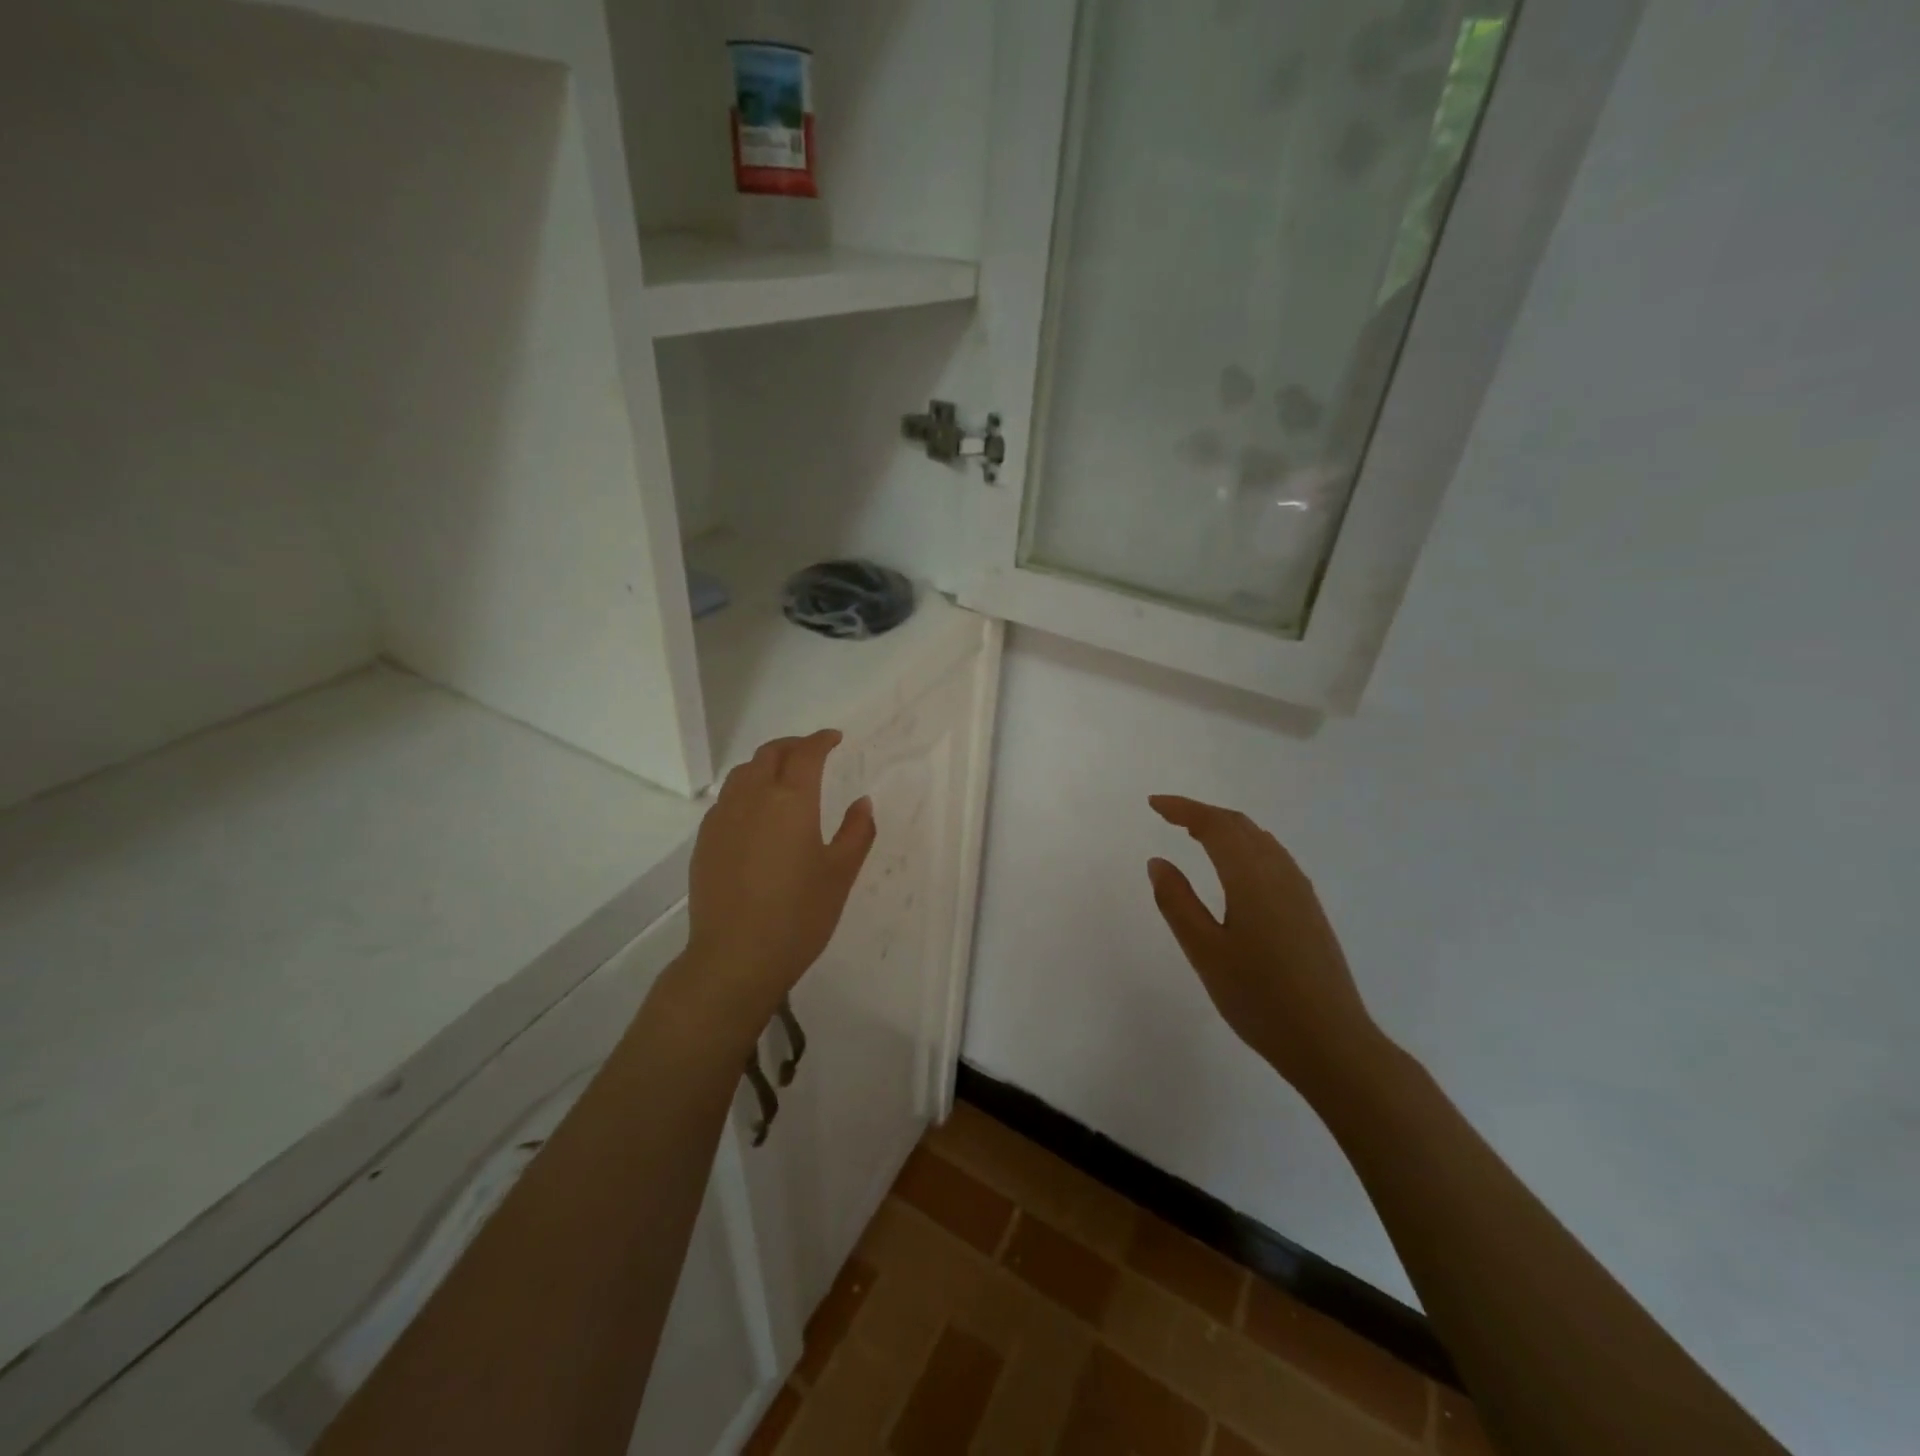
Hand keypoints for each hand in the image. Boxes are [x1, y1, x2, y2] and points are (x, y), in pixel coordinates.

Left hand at [680, 730, 875, 1034]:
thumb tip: (862, 802)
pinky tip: (756, 814)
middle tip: (812, 752)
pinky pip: (727, 799)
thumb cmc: (799, 915)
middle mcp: (753, 798)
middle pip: (770, 754)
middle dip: (793, 746)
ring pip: (743, 773)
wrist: (735, 958)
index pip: (806, 754)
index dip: (821, 740)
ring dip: (766, 764)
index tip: (835, 739)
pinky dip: (746, 790)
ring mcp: (723, 818)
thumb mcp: (840, 874)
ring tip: (783, 777)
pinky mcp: (705, 841)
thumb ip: (856, 832)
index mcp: (791, 800)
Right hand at [1147, 796, 1384, 1097]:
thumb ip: (1177, 902)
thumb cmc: (1259, 997)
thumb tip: (1158, 861)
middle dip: (1202, 814)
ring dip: (1226, 829)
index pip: (1214, 825)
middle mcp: (1279, 873)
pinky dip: (1245, 847)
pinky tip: (1235, 870)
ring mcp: (1300, 891)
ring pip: (1259, 840)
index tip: (1153, 804)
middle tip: (1169, 816)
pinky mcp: (1309, 910)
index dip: (1182, 809)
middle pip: (1239, 826)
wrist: (1331, 1042)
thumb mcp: (1204, 951)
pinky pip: (1272, 858)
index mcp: (1251, 876)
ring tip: (1196, 835)